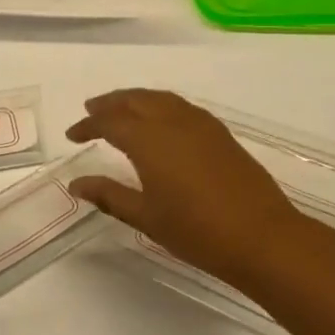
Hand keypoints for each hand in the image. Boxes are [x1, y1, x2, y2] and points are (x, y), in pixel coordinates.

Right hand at [66, 90, 313, 290]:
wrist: (262, 236)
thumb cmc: (197, 231)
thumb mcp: (146, 217)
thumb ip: (110, 195)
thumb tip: (77, 184)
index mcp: (149, 140)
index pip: (110, 121)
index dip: (88, 125)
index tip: (72, 135)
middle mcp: (173, 121)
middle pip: (135, 100)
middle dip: (110, 103)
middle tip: (91, 110)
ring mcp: (200, 124)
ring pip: (160, 98)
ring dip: (135, 100)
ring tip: (121, 110)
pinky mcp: (219, 133)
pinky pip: (180, 106)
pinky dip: (160, 105)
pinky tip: (160, 121)